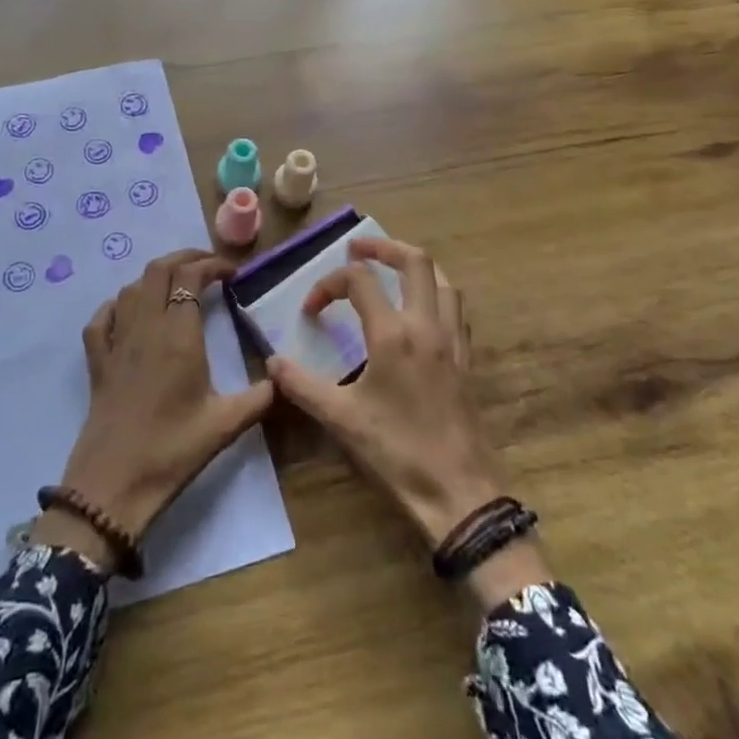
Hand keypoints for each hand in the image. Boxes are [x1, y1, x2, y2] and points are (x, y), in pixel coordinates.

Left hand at [32, 249, 273, 571]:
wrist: (112, 485)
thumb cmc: (172, 450)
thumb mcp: (225, 425)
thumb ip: (260, 397)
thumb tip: (283, 378)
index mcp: (178, 334)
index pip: (191, 276)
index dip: (212, 265)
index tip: (232, 274)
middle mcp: (145, 327)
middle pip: (159, 270)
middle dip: (185, 258)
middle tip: (209, 268)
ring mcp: (116, 342)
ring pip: (131, 288)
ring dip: (156, 278)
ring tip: (177, 287)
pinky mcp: (97, 362)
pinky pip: (102, 318)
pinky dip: (118, 305)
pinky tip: (130, 313)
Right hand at [269, 238, 551, 608]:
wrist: (459, 491)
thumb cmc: (397, 451)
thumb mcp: (341, 419)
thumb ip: (302, 385)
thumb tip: (272, 362)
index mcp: (394, 333)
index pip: (360, 281)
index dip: (329, 284)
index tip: (311, 309)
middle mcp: (427, 324)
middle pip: (415, 261)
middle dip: (383, 247)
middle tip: (357, 250)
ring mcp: (452, 340)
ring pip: (442, 279)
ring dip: (414, 266)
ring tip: (390, 271)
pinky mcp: (466, 358)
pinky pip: (455, 307)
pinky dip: (435, 292)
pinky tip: (420, 311)